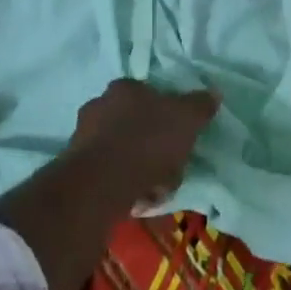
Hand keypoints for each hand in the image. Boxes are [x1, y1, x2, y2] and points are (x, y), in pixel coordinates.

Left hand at [66, 79, 219, 206]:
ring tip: (156, 190)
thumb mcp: (186, 120)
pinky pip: (110, 174)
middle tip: (171, 167)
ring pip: (123, 152)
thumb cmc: (147, 141)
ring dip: (141, 169)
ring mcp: (83, 138)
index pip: (148, 94)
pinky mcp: (76, 169)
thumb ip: (200, 105)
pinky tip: (138, 200)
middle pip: (135, 125)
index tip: (179, 136)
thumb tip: (214, 93)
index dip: (167, 115)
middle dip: (154, 147)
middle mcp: (99, 106)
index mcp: (124, 88)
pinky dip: (125, 185)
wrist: (101, 184)